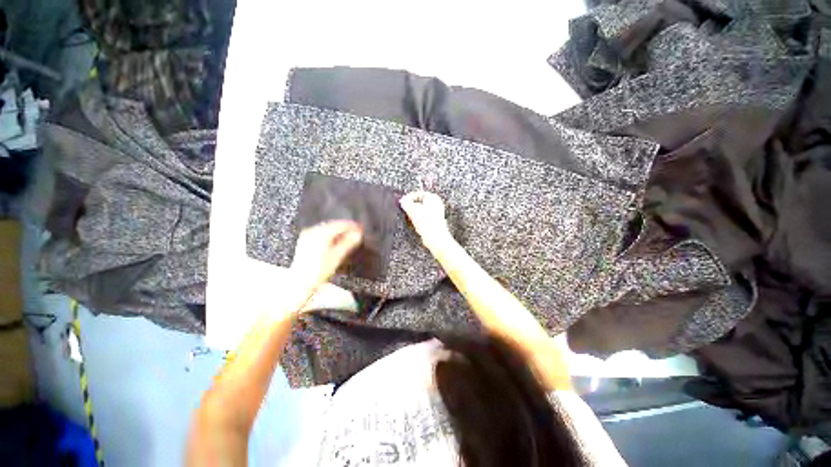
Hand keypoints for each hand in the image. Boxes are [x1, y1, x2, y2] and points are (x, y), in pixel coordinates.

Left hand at [291, 221, 362, 293]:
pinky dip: (330, 235)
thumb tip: (358, 234)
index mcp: (321, 233)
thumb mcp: (337, 256)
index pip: (340, 225)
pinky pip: (320, 233)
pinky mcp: (305, 241)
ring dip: (338, 232)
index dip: (352, 226)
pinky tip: (335, 241)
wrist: (300, 282)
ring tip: (348, 237)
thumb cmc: (319, 270)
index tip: (361, 229)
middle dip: (345, 228)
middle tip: (356, 233)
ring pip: (326, 229)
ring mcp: (307, 236)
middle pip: (333, 225)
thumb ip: (349, 242)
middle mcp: (313, 231)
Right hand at [400, 191, 451, 250]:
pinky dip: (419, 219)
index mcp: (433, 197)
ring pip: (422, 210)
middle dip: (412, 205)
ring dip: (415, 213)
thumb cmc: (427, 222)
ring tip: (410, 217)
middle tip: (405, 209)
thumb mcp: (412, 209)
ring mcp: (437, 213)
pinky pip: (425, 218)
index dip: (409, 198)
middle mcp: (437, 204)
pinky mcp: (436, 222)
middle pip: (421, 202)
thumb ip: (406, 203)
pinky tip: (416, 224)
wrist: (435, 237)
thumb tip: (403, 200)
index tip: (403, 202)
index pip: (418, 194)